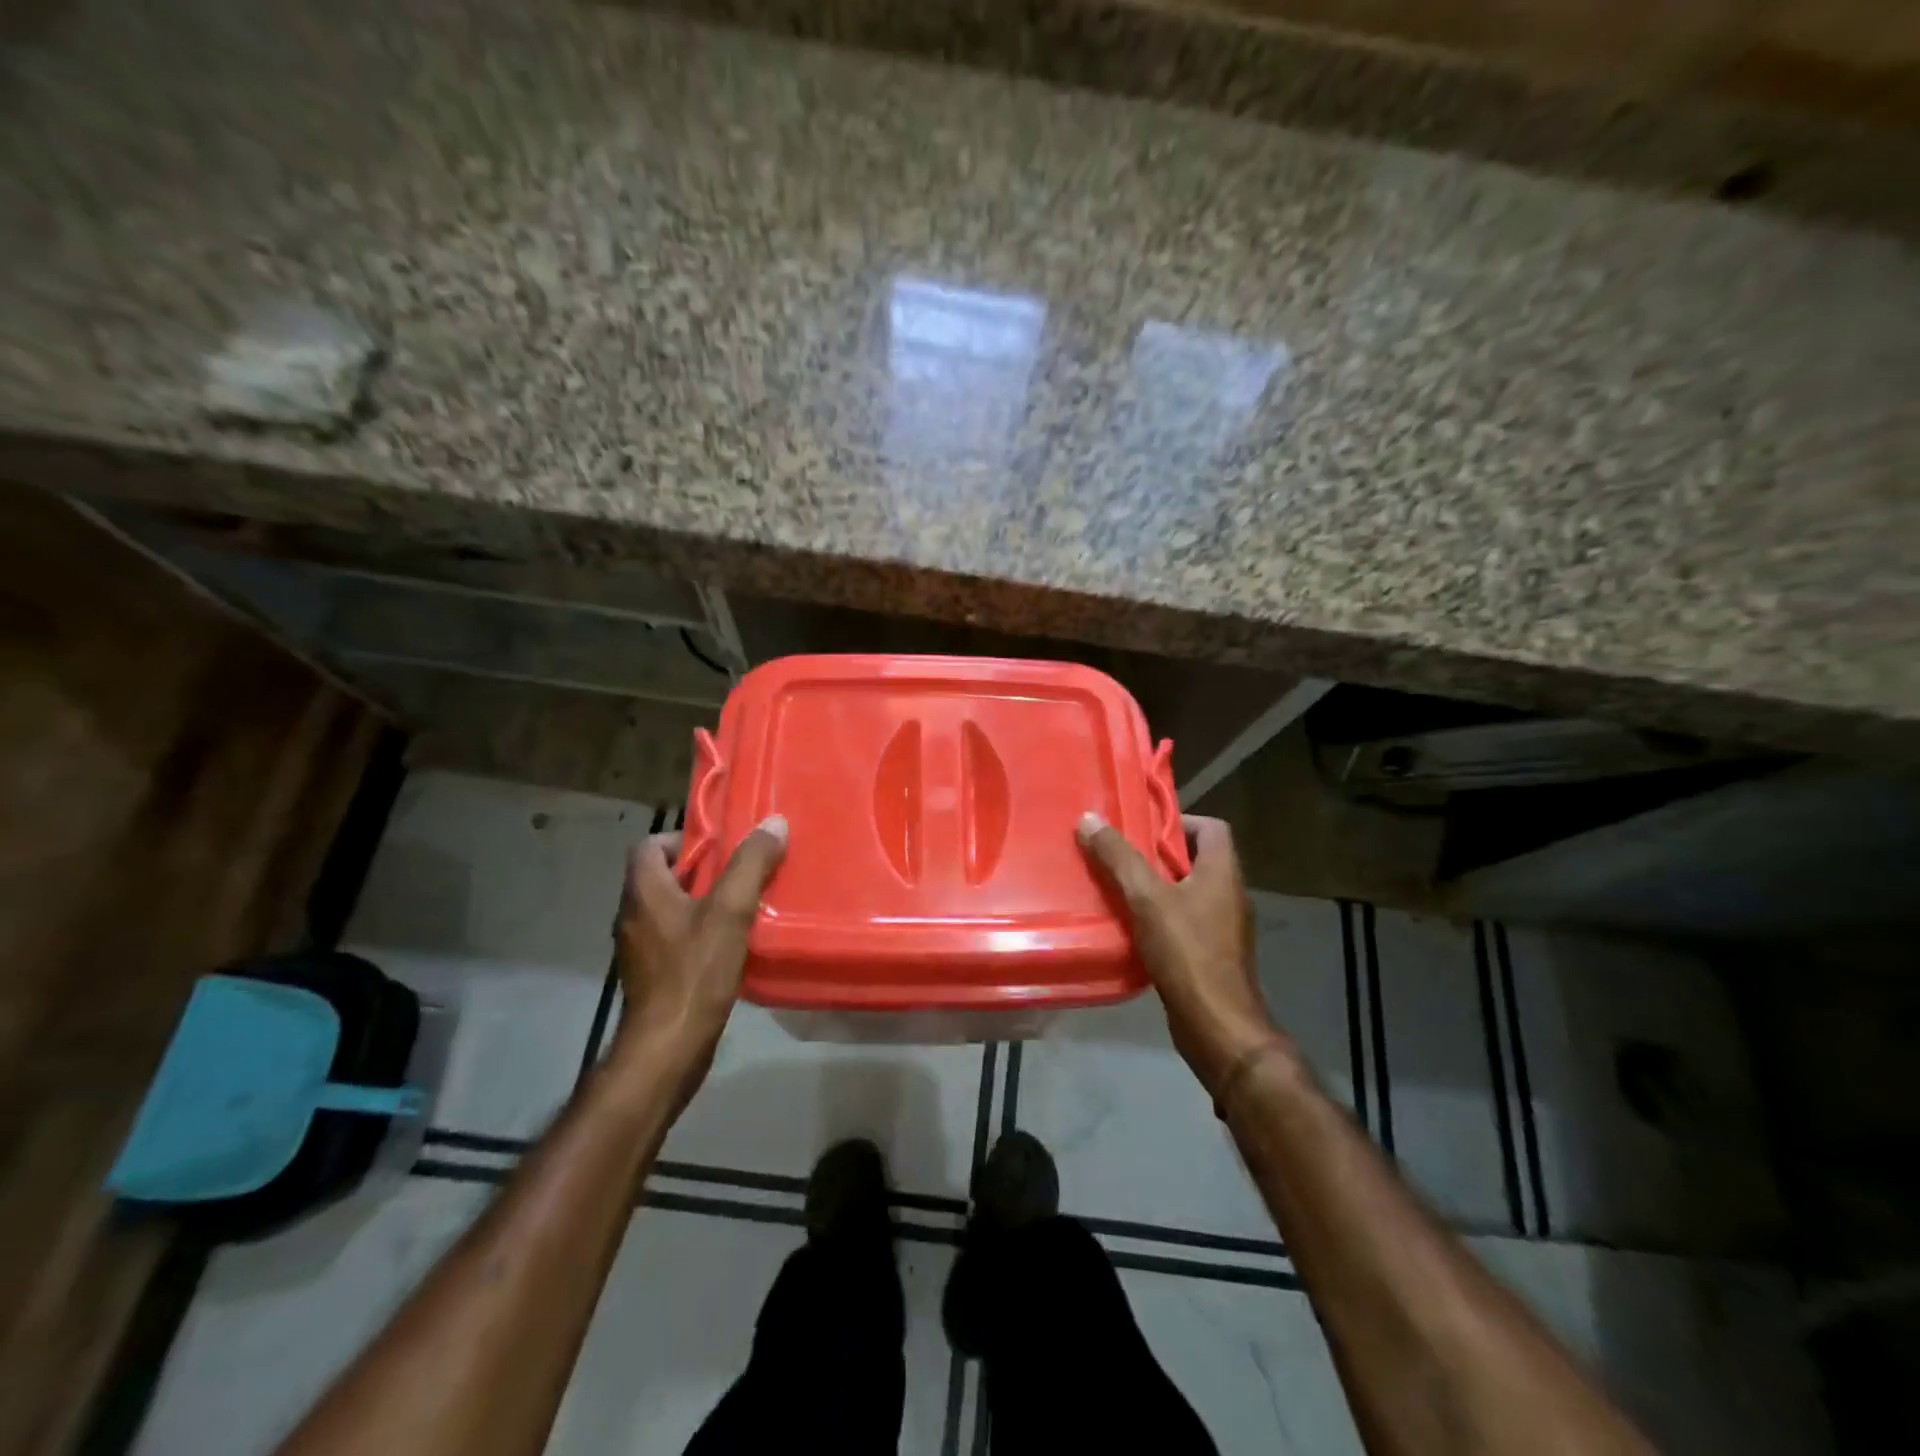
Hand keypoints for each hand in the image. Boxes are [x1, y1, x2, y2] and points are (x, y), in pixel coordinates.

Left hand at [609, 815, 787, 1097]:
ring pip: (672, 909)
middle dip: (703, 871)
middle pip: (663, 876)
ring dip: (704, 902)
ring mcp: (641, 949)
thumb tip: (773, 823)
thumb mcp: (730, 910)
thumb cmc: (695, 972)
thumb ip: (750, 864)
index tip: (722, 847)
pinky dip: (701, 932)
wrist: (668, 1047)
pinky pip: (676, 938)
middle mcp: (633, 915)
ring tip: (745, 905)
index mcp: (643, 892)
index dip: (684, 838)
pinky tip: (733, 944)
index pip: (650, 845)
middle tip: (743, 872)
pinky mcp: (653, 975)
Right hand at [1078, 811, 1286, 1097]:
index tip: (1140, 829)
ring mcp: (1223, 927)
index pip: (1211, 827)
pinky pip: (1184, 922)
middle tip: (1117, 856)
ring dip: (1154, 888)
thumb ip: (1118, 858)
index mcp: (1223, 872)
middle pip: (1194, 859)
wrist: (1217, 1026)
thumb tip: (1089, 819)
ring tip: (1115, 888)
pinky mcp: (1212, 955)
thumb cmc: (1187, 953)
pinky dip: (1158, 918)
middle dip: (1155, 856)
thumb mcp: (1146, 898)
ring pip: (1186, 892)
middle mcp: (1229, 894)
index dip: (1177, 821)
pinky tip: (1128, 927)